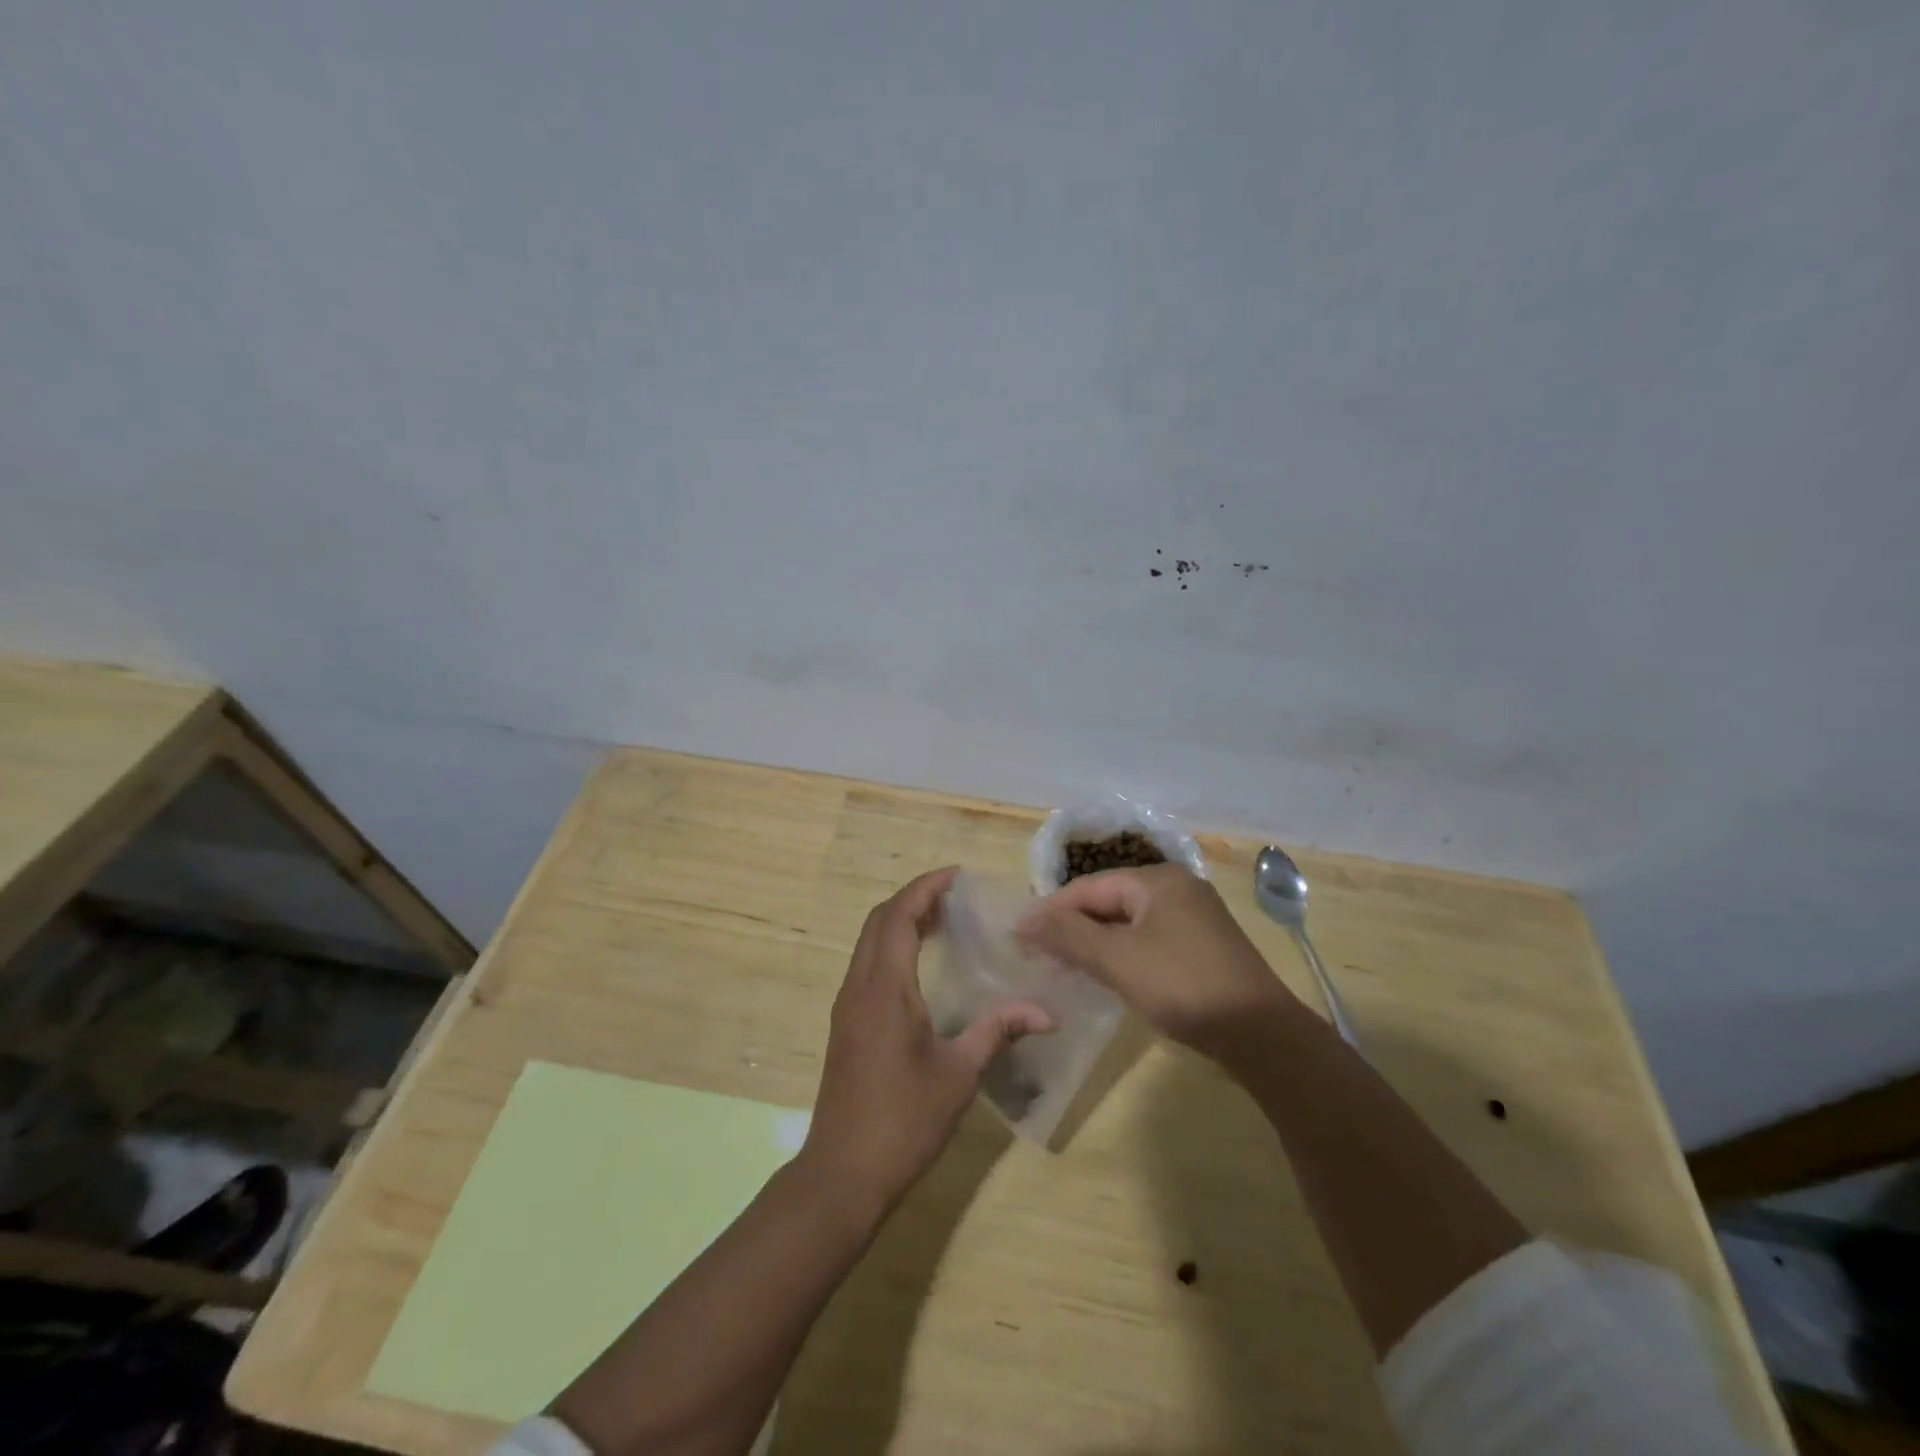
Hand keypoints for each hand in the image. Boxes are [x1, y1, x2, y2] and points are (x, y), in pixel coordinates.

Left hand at [802, 866, 1051, 1213]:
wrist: (843, 1172)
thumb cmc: (904, 1119)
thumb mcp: (959, 1074)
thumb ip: (998, 1031)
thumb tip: (1046, 1013)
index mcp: (885, 988)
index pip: (899, 915)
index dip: (926, 887)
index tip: (958, 875)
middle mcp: (859, 986)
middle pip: (879, 920)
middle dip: (914, 898)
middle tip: (955, 896)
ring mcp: (847, 1005)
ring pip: (869, 942)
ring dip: (900, 921)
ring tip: (942, 921)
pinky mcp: (845, 1024)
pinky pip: (866, 964)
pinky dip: (891, 946)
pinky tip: (920, 966)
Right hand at [1016, 864, 1299, 1060]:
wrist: (1261, 1034)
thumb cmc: (1182, 985)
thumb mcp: (1117, 959)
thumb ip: (1068, 935)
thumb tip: (1023, 919)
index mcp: (1157, 880)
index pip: (1089, 887)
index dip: (1051, 910)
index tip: (1018, 936)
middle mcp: (1177, 888)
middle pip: (1109, 901)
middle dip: (1072, 927)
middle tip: (1038, 954)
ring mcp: (1193, 917)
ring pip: (1128, 922)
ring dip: (1094, 942)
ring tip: (1063, 965)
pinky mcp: (1202, 946)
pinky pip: (1148, 939)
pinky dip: (1122, 953)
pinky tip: (1106, 974)